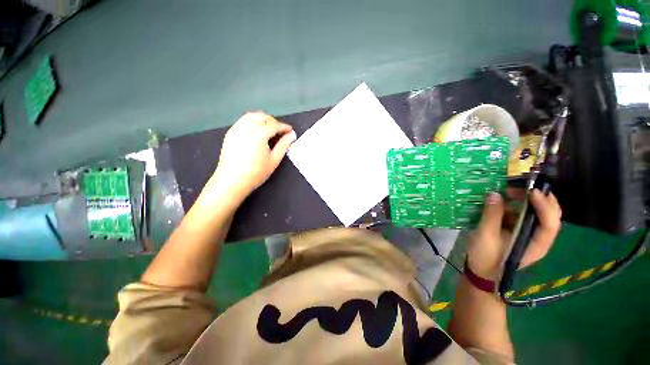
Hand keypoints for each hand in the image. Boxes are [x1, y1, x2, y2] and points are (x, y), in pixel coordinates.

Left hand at [204, 111, 295, 202]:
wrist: (232, 181)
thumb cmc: (256, 173)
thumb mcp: (274, 160)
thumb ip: (283, 145)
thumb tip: (292, 135)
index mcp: (259, 135)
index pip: (274, 125)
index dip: (284, 127)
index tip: (290, 130)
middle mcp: (246, 128)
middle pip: (262, 117)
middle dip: (274, 121)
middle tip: (280, 131)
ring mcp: (236, 129)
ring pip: (251, 116)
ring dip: (262, 119)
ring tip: (269, 129)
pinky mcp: (230, 133)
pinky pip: (243, 120)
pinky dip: (252, 121)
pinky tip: (256, 131)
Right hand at [466, 189, 561, 279]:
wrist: (480, 271)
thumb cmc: (485, 257)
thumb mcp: (486, 236)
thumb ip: (491, 215)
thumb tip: (494, 194)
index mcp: (536, 244)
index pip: (550, 223)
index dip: (544, 206)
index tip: (531, 191)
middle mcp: (537, 237)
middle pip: (550, 215)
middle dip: (540, 198)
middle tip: (523, 186)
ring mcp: (528, 233)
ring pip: (537, 212)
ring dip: (528, 199)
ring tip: (511, 190)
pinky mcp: (517, 230)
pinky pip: (522, 213)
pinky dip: (516, 204)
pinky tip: (504, 199)